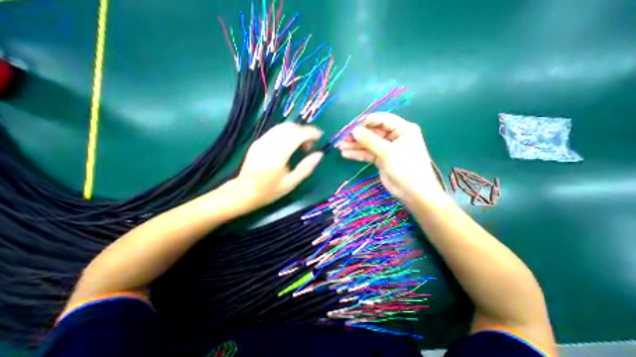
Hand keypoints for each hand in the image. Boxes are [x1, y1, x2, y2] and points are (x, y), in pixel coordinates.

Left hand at [233, 122, 323, 207]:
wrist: (243, 193)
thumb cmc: (269, 191)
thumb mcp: (291, 183)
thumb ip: (306, 167)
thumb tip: (319, 154)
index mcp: (278, 155)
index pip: (297, 134)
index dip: (311, 132)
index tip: (320, 136)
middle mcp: (269, 143)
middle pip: (290, 127)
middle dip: (304, 132)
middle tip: (310, 146)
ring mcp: (261, 141)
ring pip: (282, 127)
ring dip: (296, 132)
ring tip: (301, 146)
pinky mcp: (258, 141)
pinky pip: (276, 131)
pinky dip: (287, 134)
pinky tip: (289, 145)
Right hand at [337, 111, 442, 199]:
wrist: (413, 193)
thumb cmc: (406, 169)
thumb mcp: (388, 153)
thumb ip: (370, 140)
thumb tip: (354, 130)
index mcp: (402, 129)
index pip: (381, 120)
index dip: (365, 121)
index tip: (350, 126)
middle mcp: (394, 136)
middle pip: (372, 132)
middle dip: (357, 135)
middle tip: (341, 138)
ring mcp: (386, 148)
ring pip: (368, 143)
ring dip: (354, 145)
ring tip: (340, 146)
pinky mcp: (381, 158)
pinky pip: (367, 153)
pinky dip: (357, 154)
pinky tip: (346, 154)